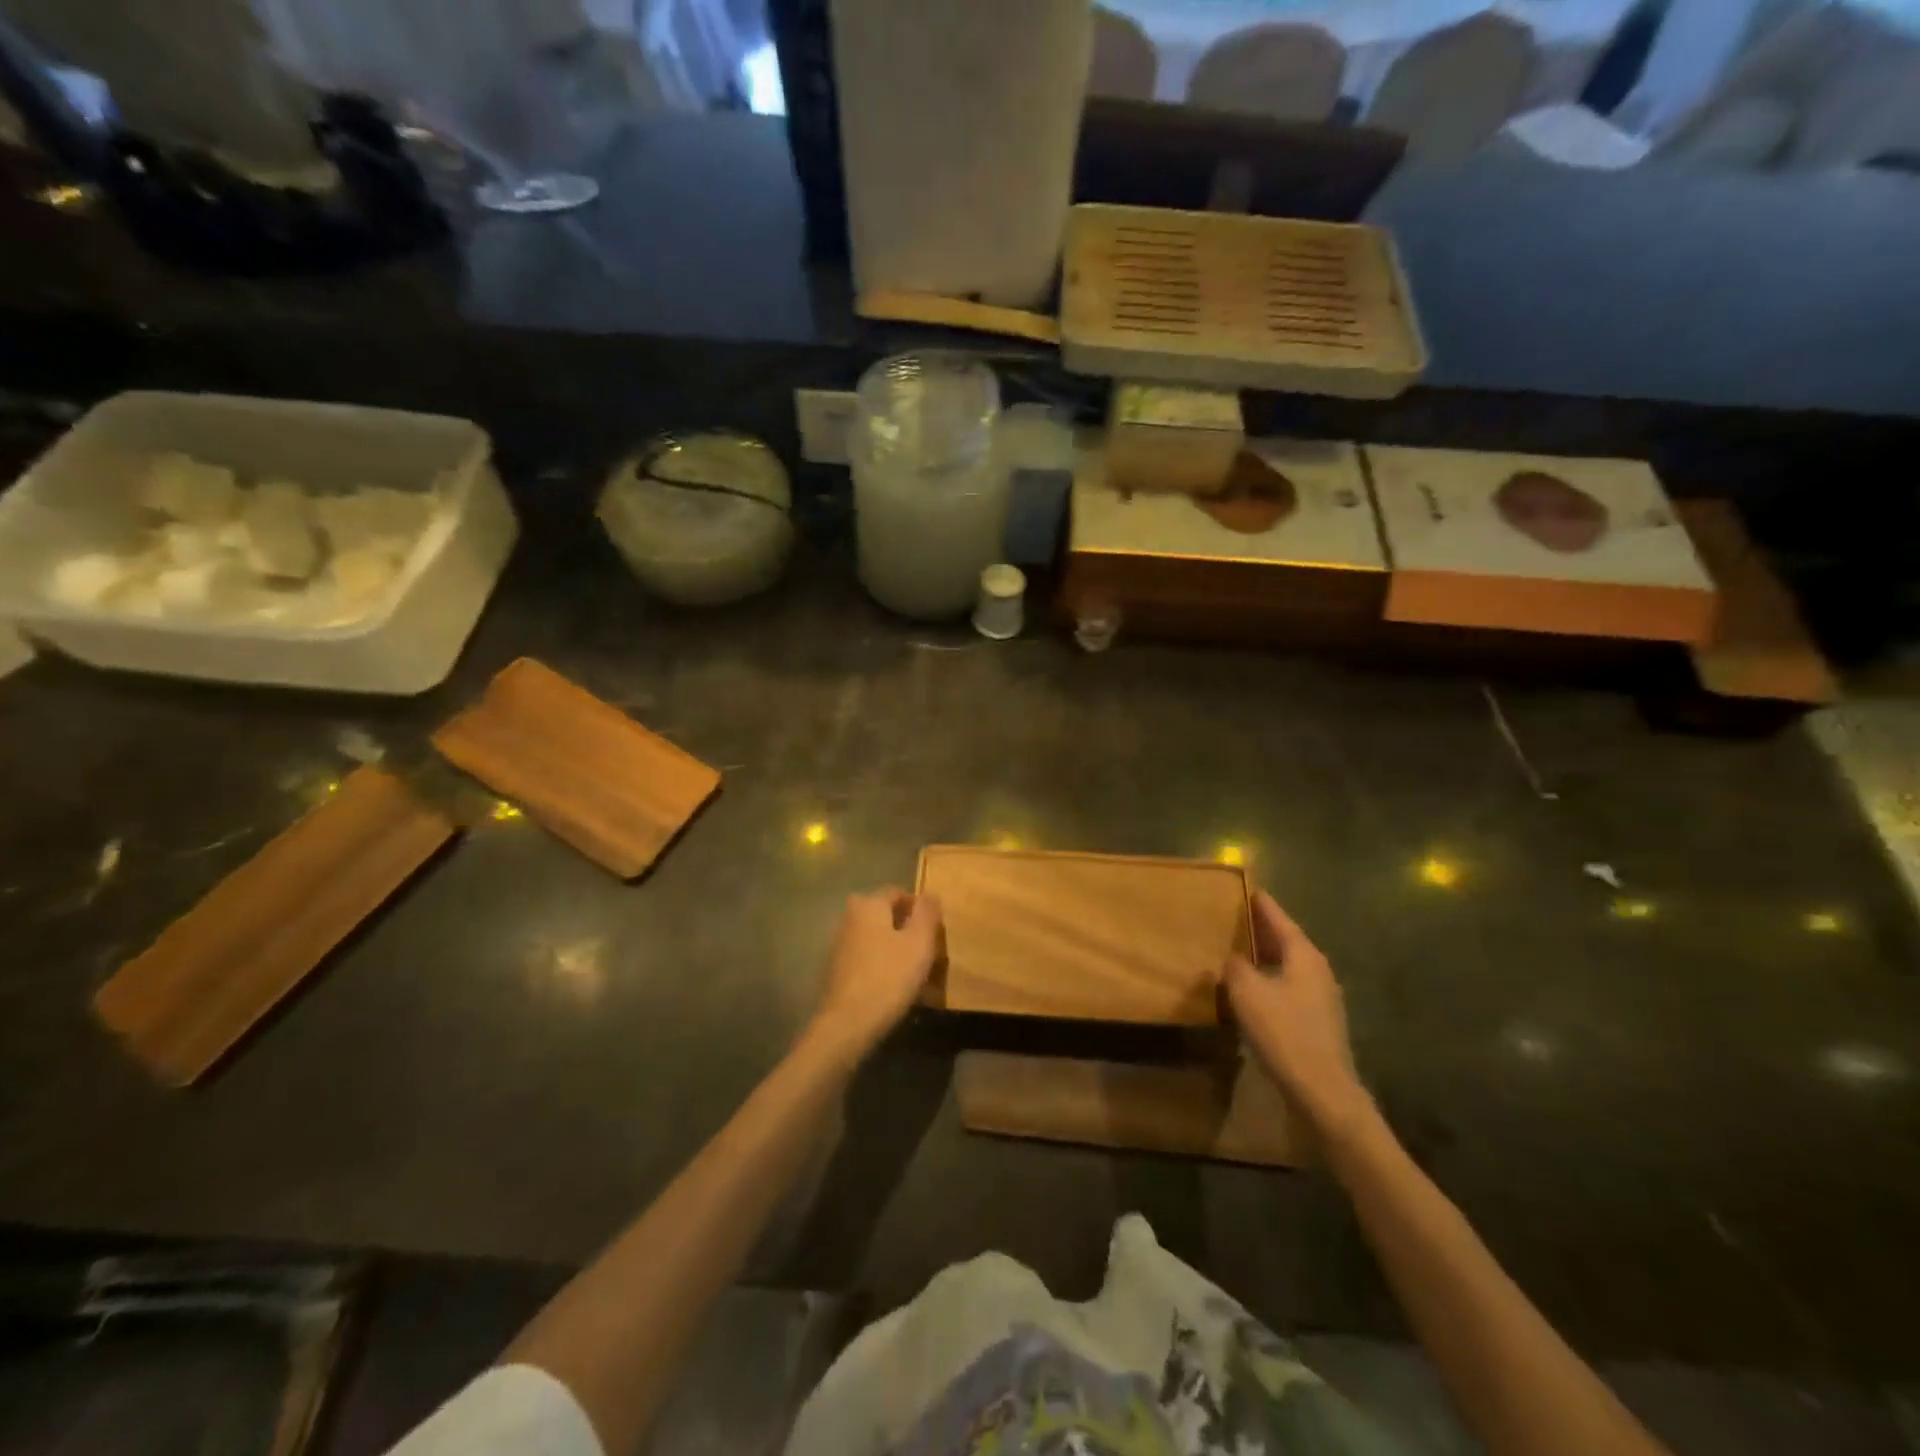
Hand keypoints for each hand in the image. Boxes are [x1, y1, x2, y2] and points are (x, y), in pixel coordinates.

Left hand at [808, 887, 942, 1058]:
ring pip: (874, 936)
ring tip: (913, 971)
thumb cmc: (889, 977)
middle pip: (884, 914)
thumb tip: (930, 894)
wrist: (847, 1023)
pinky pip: (864, 957)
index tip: (934, 928)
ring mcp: (838, 943)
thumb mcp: (919, 943)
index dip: (918, 907)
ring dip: (892, 947)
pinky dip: (879, 963)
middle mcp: (849, 917)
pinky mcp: (834, 968)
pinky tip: (891, 985)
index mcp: (869, 904)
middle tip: (925, 949)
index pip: (897, 892)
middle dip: (905, 927)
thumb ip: (927, 914)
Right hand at [1226, 891, 1371, 1139]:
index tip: (1245, 887)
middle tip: (1231, 917)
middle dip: (1259, 929)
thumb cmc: (1284, 1034)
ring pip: (1286, 966)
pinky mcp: (1317, 1022)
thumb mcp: (1248, 993)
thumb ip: (1236, 967)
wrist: (1324, 1093)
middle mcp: (1317, 970)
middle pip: (1285, 940)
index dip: (1260, 903)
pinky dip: (1268, 981)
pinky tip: (1249, 991)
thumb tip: (1233, 958)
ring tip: (1234, 950)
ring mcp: (1321, 998)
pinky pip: (1287, 988)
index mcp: (1304, 956)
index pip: (1279, 918)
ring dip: (1263, 957)